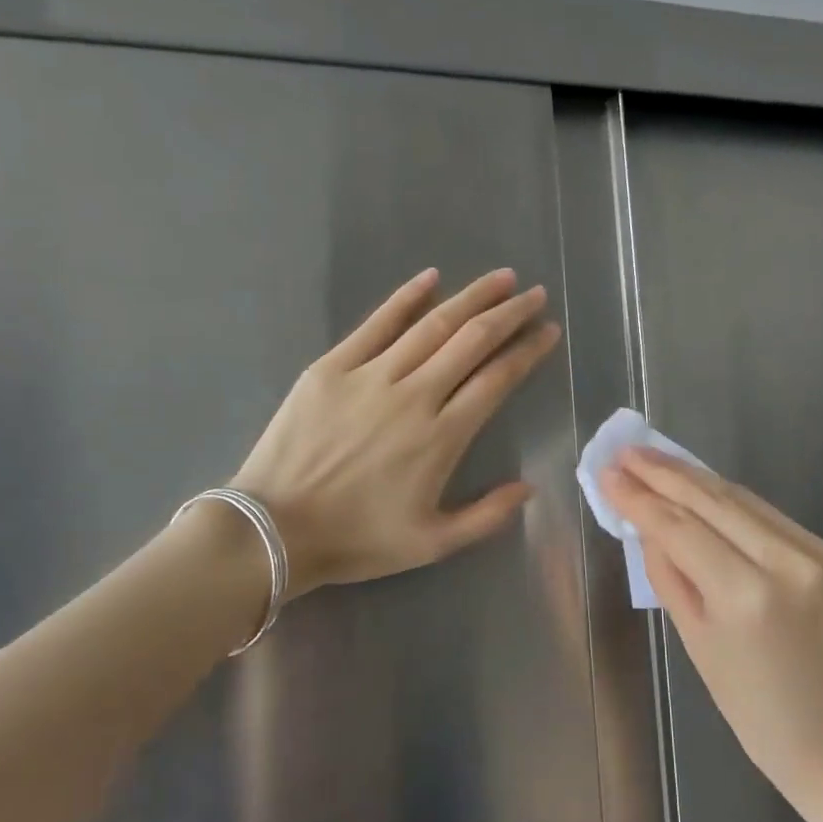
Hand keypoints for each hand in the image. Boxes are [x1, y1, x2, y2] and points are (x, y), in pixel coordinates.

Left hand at [234, 268, 559, 596]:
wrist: (274, 531)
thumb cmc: (356, 539)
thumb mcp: (431, 543)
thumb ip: (487, 516)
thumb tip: (529, 487)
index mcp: (442, 437)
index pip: (497, 379)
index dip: (528, 351)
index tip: (548, 331)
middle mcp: (414, 396)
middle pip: (472, 341)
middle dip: (510, 313)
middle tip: (534, 293)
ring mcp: (371, 376)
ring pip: (432, 325)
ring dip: (471, 298)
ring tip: (500, 278)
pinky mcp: (332, 367)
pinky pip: (376, 323)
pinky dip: (406, 298)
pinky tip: (431, 277)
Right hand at [601, 448, 822, 815]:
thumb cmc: (759, 716)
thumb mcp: (699, 647)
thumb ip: (671, 578)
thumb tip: (648, 528)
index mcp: (746, 597)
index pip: (680, 529)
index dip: (640, 498)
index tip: (609, 473)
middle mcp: (787, 562)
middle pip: (713, 501)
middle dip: (664, 473)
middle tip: (627, 451)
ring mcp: (818, 554)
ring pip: (744, 501)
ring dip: (695, 478)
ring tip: (656, 460)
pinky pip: (771, 519)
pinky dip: (732, 503)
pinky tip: (703, 490)